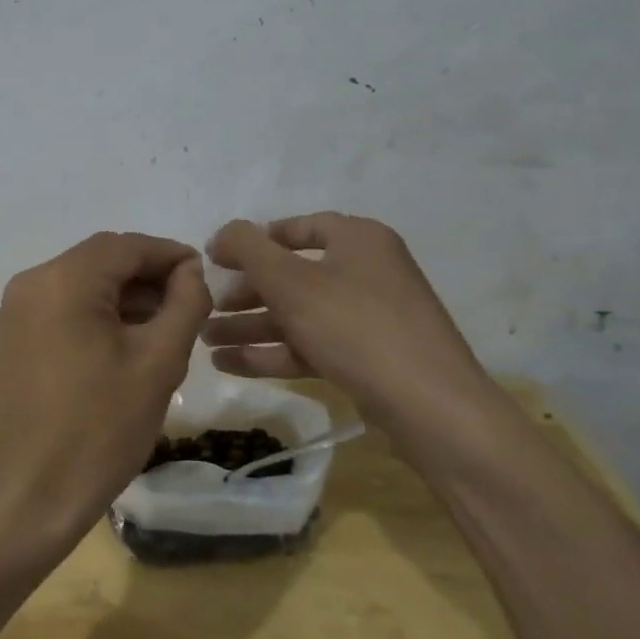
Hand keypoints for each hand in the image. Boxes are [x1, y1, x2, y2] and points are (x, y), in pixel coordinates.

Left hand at [0, 232, 210, 544]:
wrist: (35, 490)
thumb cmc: (103, 426)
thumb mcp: (159, 362)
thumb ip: (184, 304)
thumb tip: (191, 271)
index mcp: (64, 280)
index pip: (126, 246)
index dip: (169, 255)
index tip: (204, 274)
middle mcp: (33, 280)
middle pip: (102, 259)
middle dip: (148, 275)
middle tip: (189, 303)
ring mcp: (17, 306)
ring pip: (83, 280)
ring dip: (124, 293)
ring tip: (165, 324)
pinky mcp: (15, 331)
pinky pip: (64, 302)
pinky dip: (97, 309)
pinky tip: (127, 337)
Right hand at [204, 213, 493, 431]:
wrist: (433, 410)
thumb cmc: (356, 327)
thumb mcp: (290, 280)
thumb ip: (248, 248)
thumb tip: (223, 233)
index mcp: (358, 240)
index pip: (296, 228)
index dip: (253, 241)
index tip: (217, 260)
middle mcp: (367, 271)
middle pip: (293, 275)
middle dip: (246, 293)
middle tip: (210, 307)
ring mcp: (371, 318)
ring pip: (299, 314)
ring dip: (251, 326)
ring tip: (206, 340)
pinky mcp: (370, 359)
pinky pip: (312, 345)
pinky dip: (273, 352)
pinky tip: (230, 364)